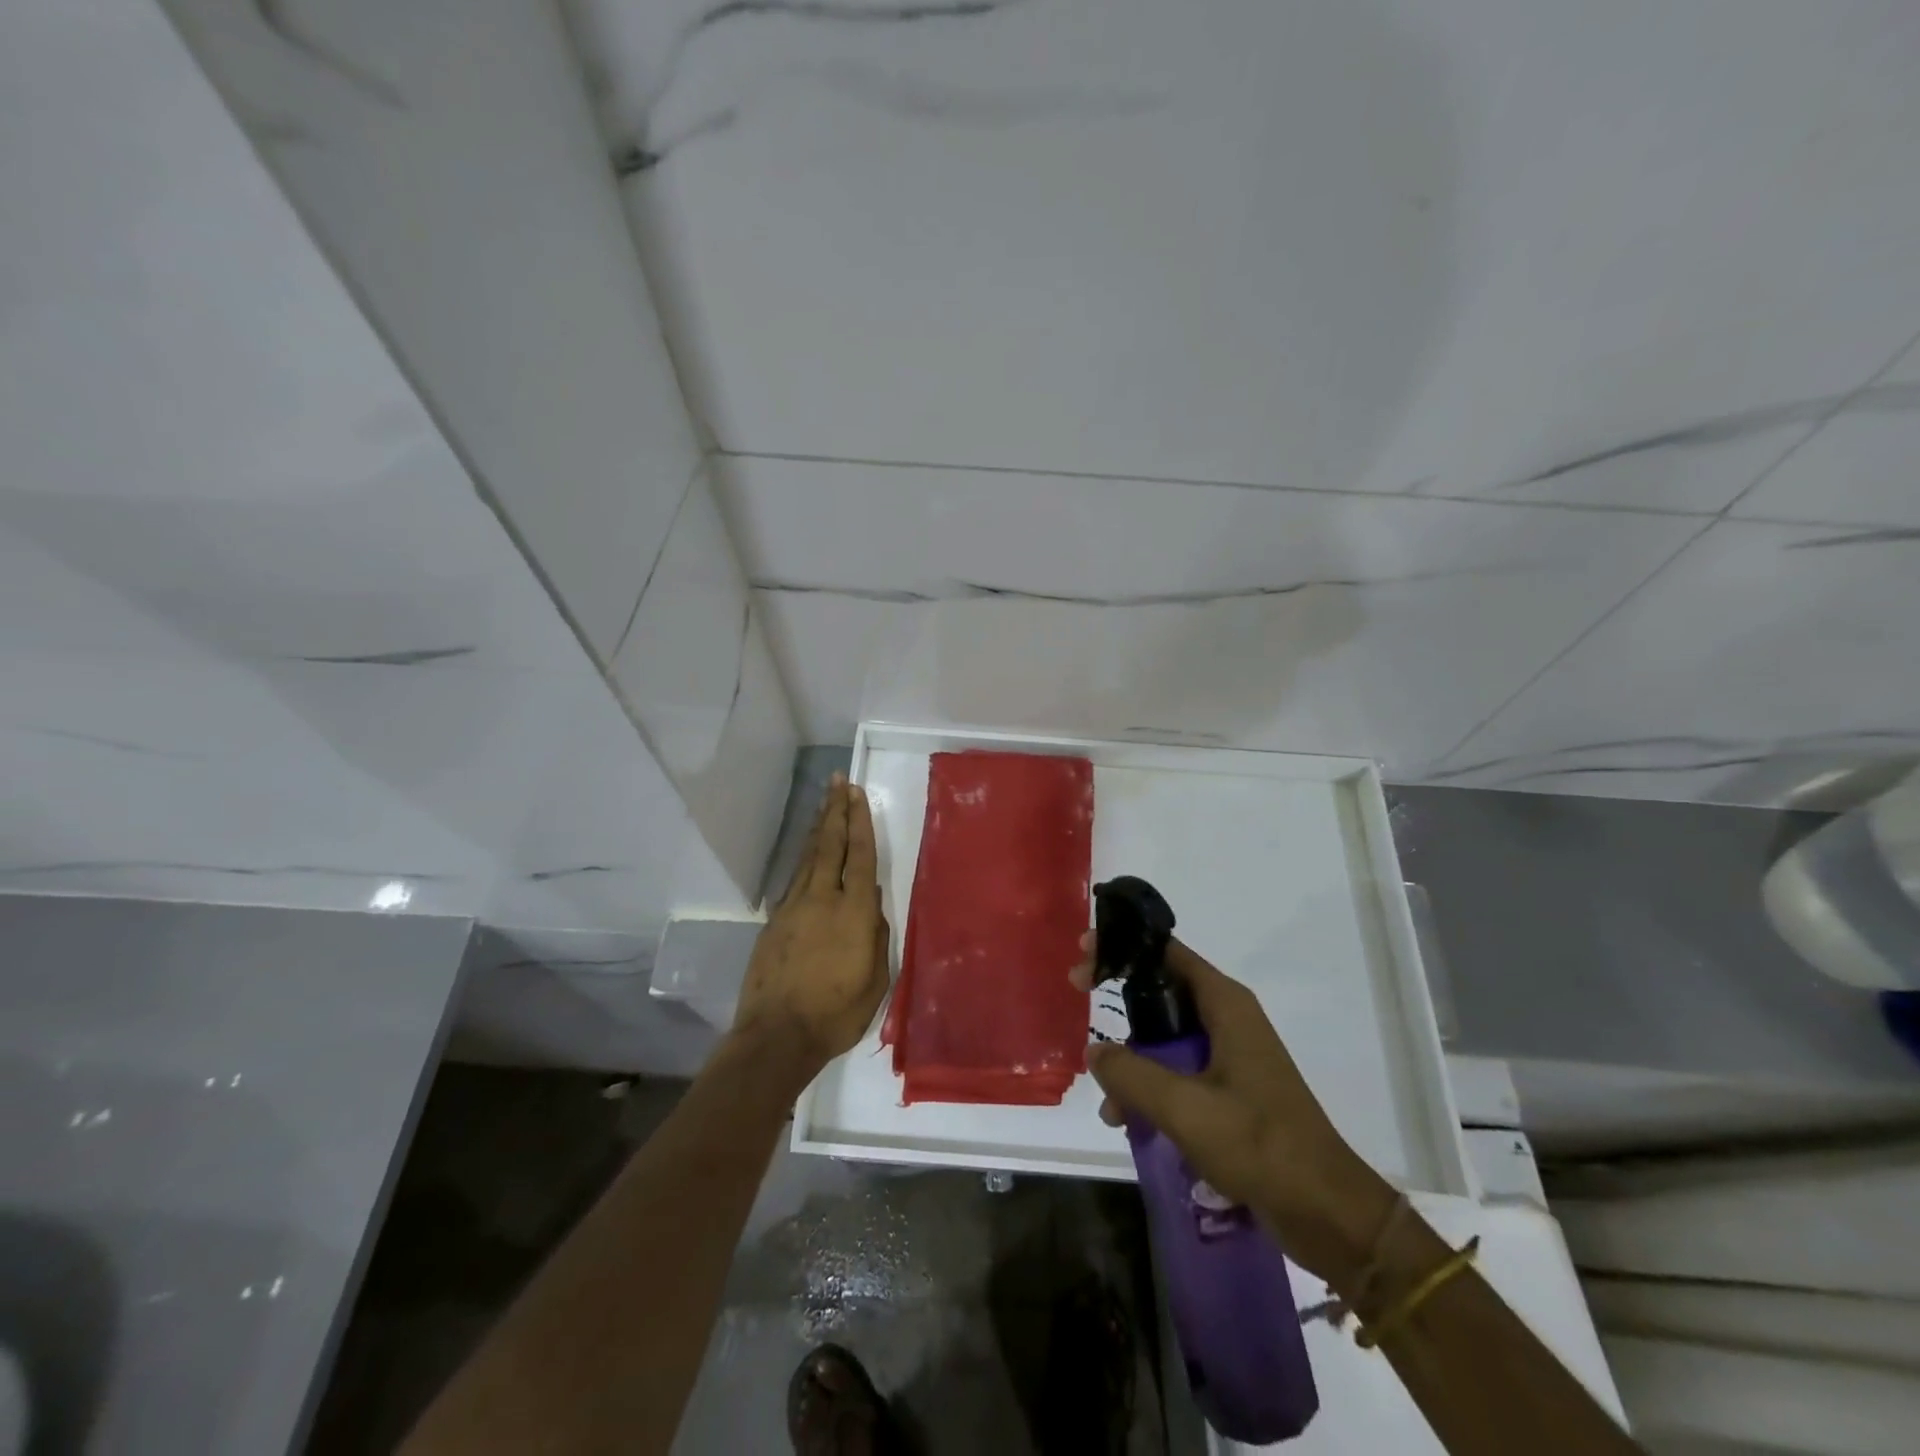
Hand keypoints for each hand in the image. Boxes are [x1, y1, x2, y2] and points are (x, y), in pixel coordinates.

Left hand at [733, 776, 889, 1076]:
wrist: (777, 1035)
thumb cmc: (837, 1012)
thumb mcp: (877, 979)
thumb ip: (877, 934)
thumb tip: (872, 900)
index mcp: (853, 911)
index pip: (859, 856)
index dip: (859, 822)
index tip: (856, 793)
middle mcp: (822, 899)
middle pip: (829, 845)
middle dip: (835, 810)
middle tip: (837, 781)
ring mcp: (793, 908)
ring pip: (808, 857)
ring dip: (819, 828)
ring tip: (824, 804)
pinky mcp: (774, 922)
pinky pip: (794, 879)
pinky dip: (804, 858)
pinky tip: (808, 853)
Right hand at [1071, 935, 1396, 1284]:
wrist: (1326, 1211)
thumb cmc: (1259, 1144)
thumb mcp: (1185, 1107)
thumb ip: (1132, 1074)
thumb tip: (1095, 1053)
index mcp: (1225, 1004)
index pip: (1166, 952)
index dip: (1123, 946)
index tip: (1084, 953)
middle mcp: (1228, 1019)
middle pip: (1162, 990)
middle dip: (1118, 999)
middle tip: (1079, 997)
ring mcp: (1231, 1055)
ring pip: (1166, 1036)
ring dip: (1132, 1057)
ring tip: (1105, 1097)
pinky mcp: (1231, 1090)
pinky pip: (1178, 1071)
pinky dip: (1150, 1086)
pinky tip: (1127, 1120)